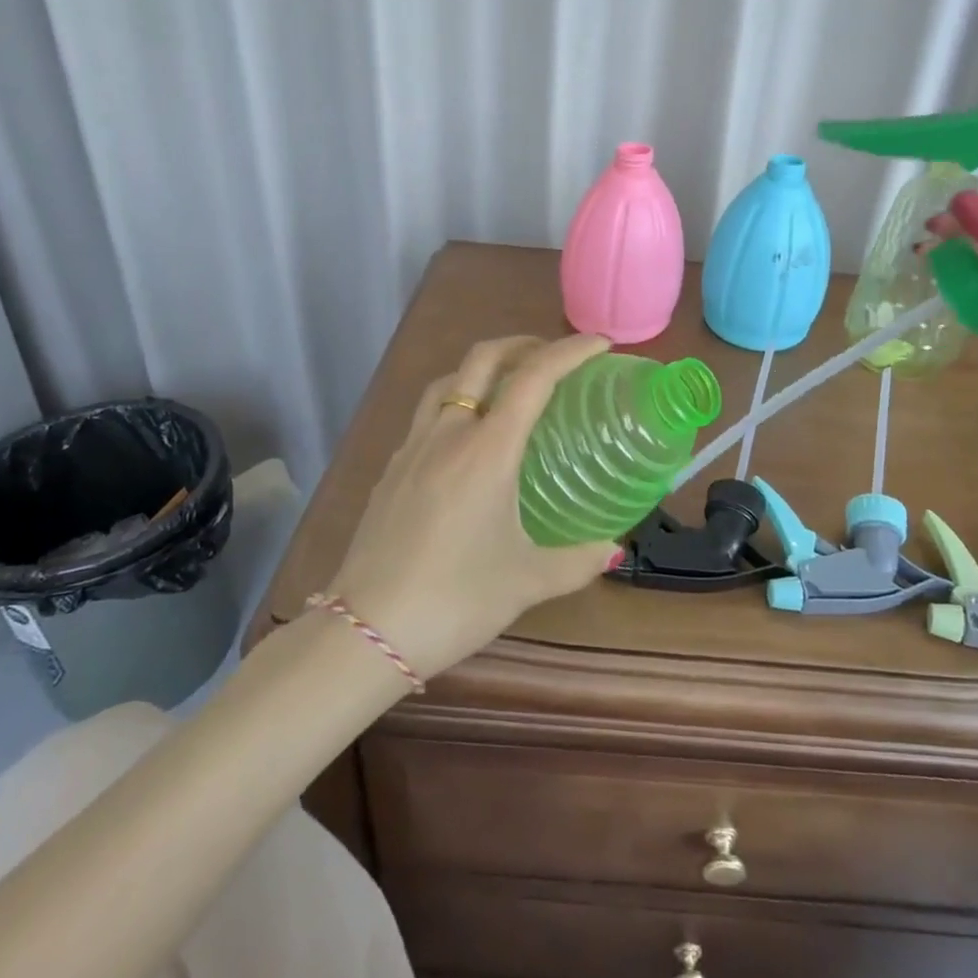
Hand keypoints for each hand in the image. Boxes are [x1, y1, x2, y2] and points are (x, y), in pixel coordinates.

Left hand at [322, 333, 619, 681]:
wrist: (364, 633)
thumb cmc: (454, 599)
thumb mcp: (526, 582)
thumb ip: (577, 561)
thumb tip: (613, 550)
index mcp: (487, 450)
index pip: (534, 378)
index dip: (570, 352)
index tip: (601, 345)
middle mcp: (447, 435)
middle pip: (482, 359)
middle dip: (522, 345)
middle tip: (553, 358)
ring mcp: (412, 449)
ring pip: (448, 382)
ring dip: (483, 369)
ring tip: (509, 389)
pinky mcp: (391, 471)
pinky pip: (427, 416)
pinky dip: (456, 404)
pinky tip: (467, 443)